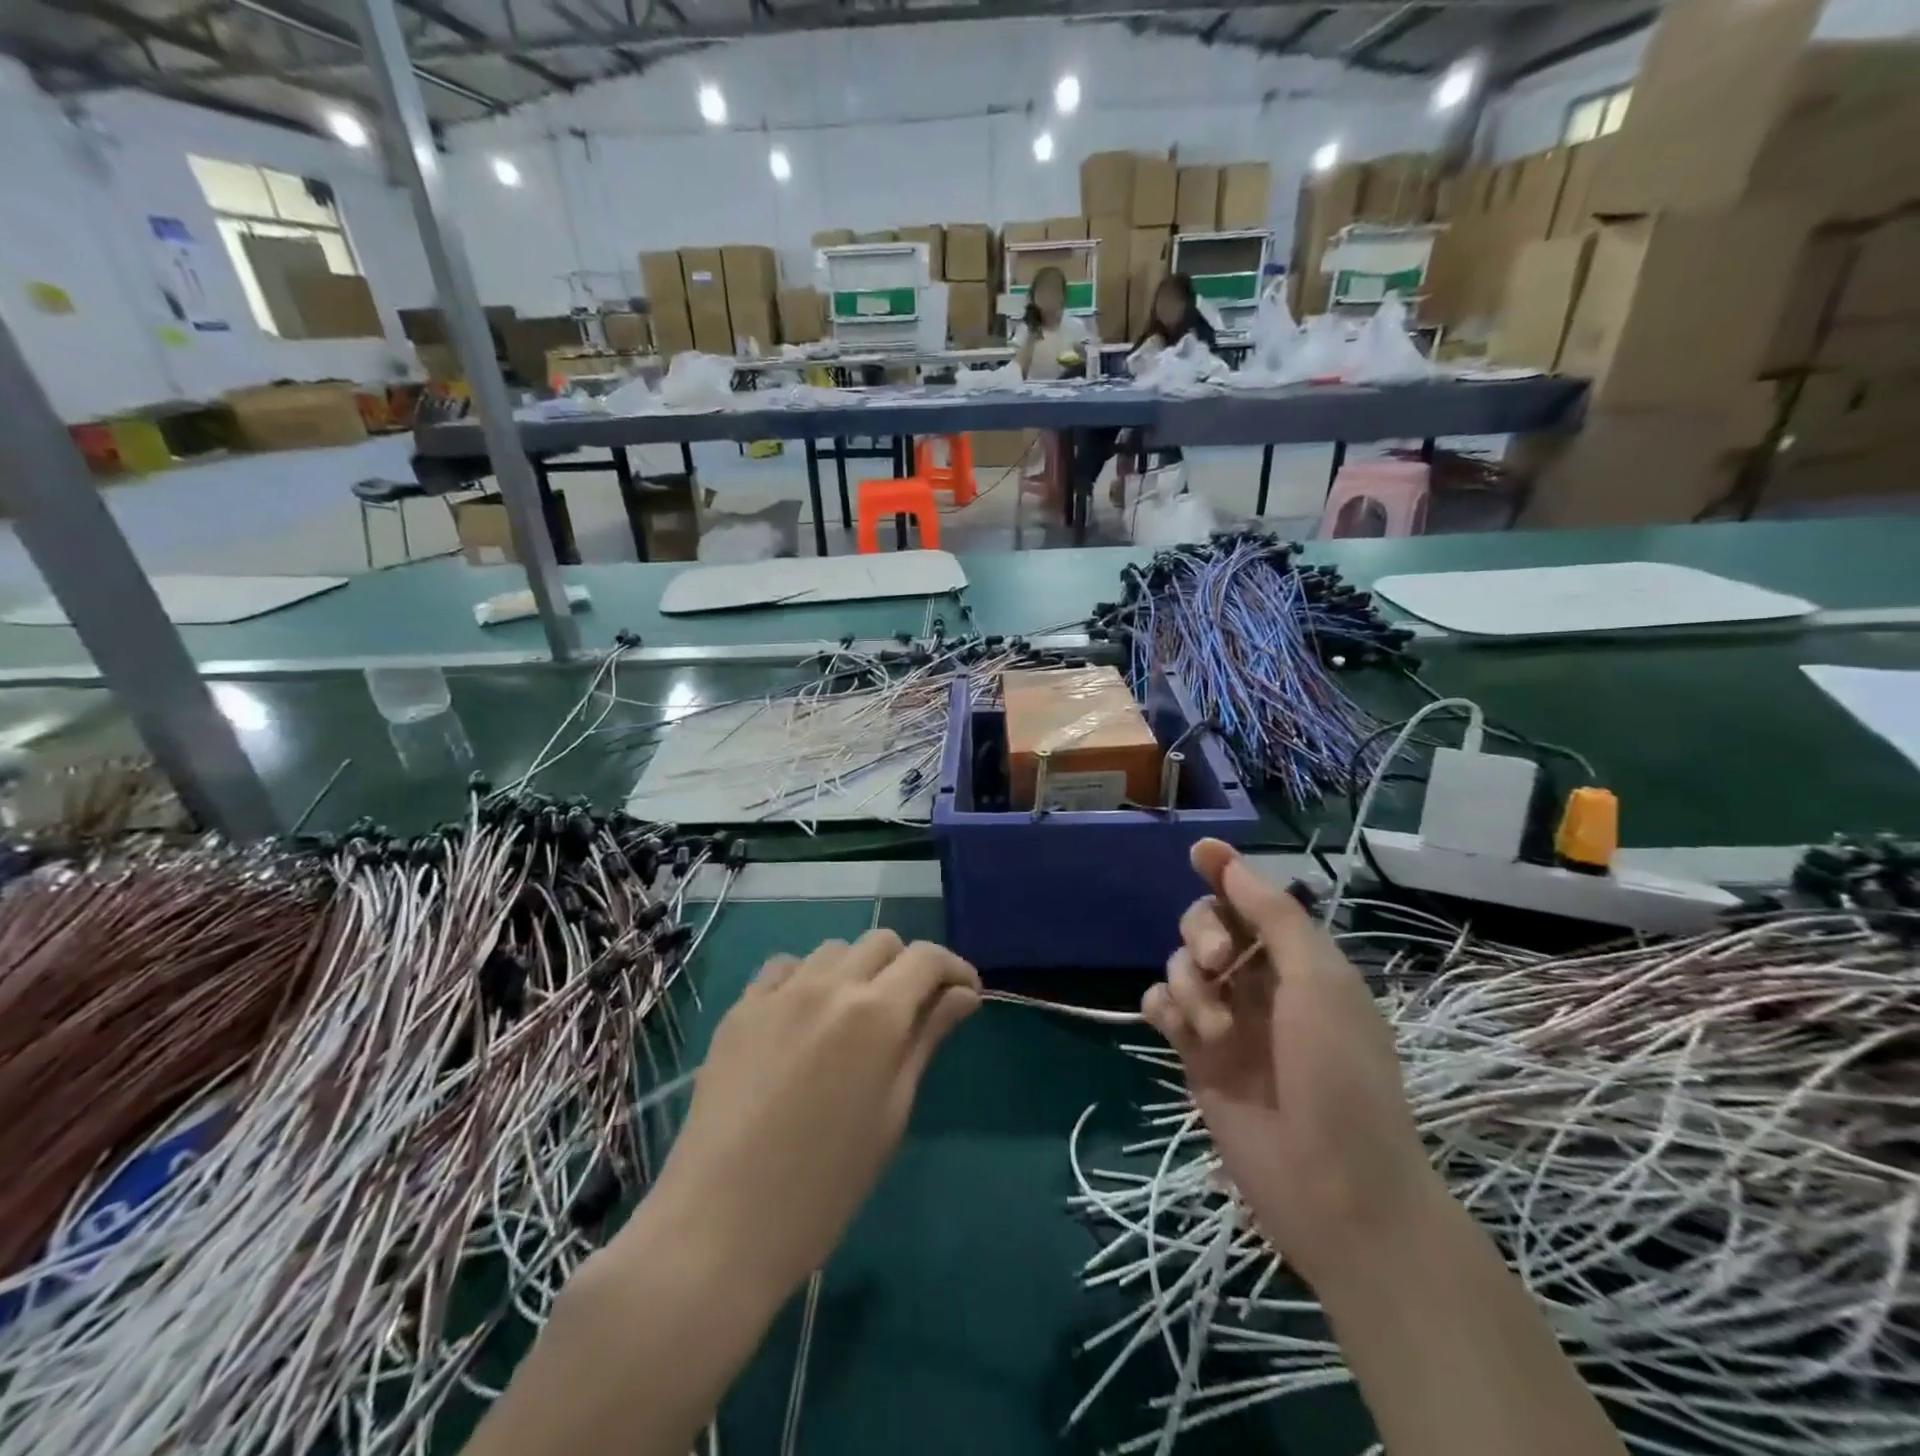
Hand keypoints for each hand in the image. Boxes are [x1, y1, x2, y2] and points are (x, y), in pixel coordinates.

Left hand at [646, 931, 980, 1295]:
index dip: (954, 968)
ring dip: (858, 969)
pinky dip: (807, 978)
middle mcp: (829, 984)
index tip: (964, 995)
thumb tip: (963, 996)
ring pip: (834, 949)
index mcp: (875, 1013)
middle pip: (882, 941)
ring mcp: (778, 992)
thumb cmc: (825, 1185)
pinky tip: (804, 1018)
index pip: (927, 958)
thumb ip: (926, 1040)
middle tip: (912, 1010)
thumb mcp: (892, 1113)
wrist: (720, 1224)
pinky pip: (784, 968)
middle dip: (908, 966)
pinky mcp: (740, 1008)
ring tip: (855, 1016)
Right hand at [1141, 840, 1441, 1285]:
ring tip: (1214, 1029)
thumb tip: (1230, 862)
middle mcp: (1260, 983)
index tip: (1199, 851)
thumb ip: (1273, 917)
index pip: (1254, 901)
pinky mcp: (1195, 1054)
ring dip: (1189, 983)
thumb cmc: (1340, 1078)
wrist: (1333, 1190)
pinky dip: (1166, 1007)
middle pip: (1207, 925)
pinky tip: (1179, 1030)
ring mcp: (1225, 1019)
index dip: (1226, 872)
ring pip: (1181, 965)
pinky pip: (1163, 1006)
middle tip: (1217, 962)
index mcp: (1300, 962)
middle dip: (1202, 931)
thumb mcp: (1320, 983)